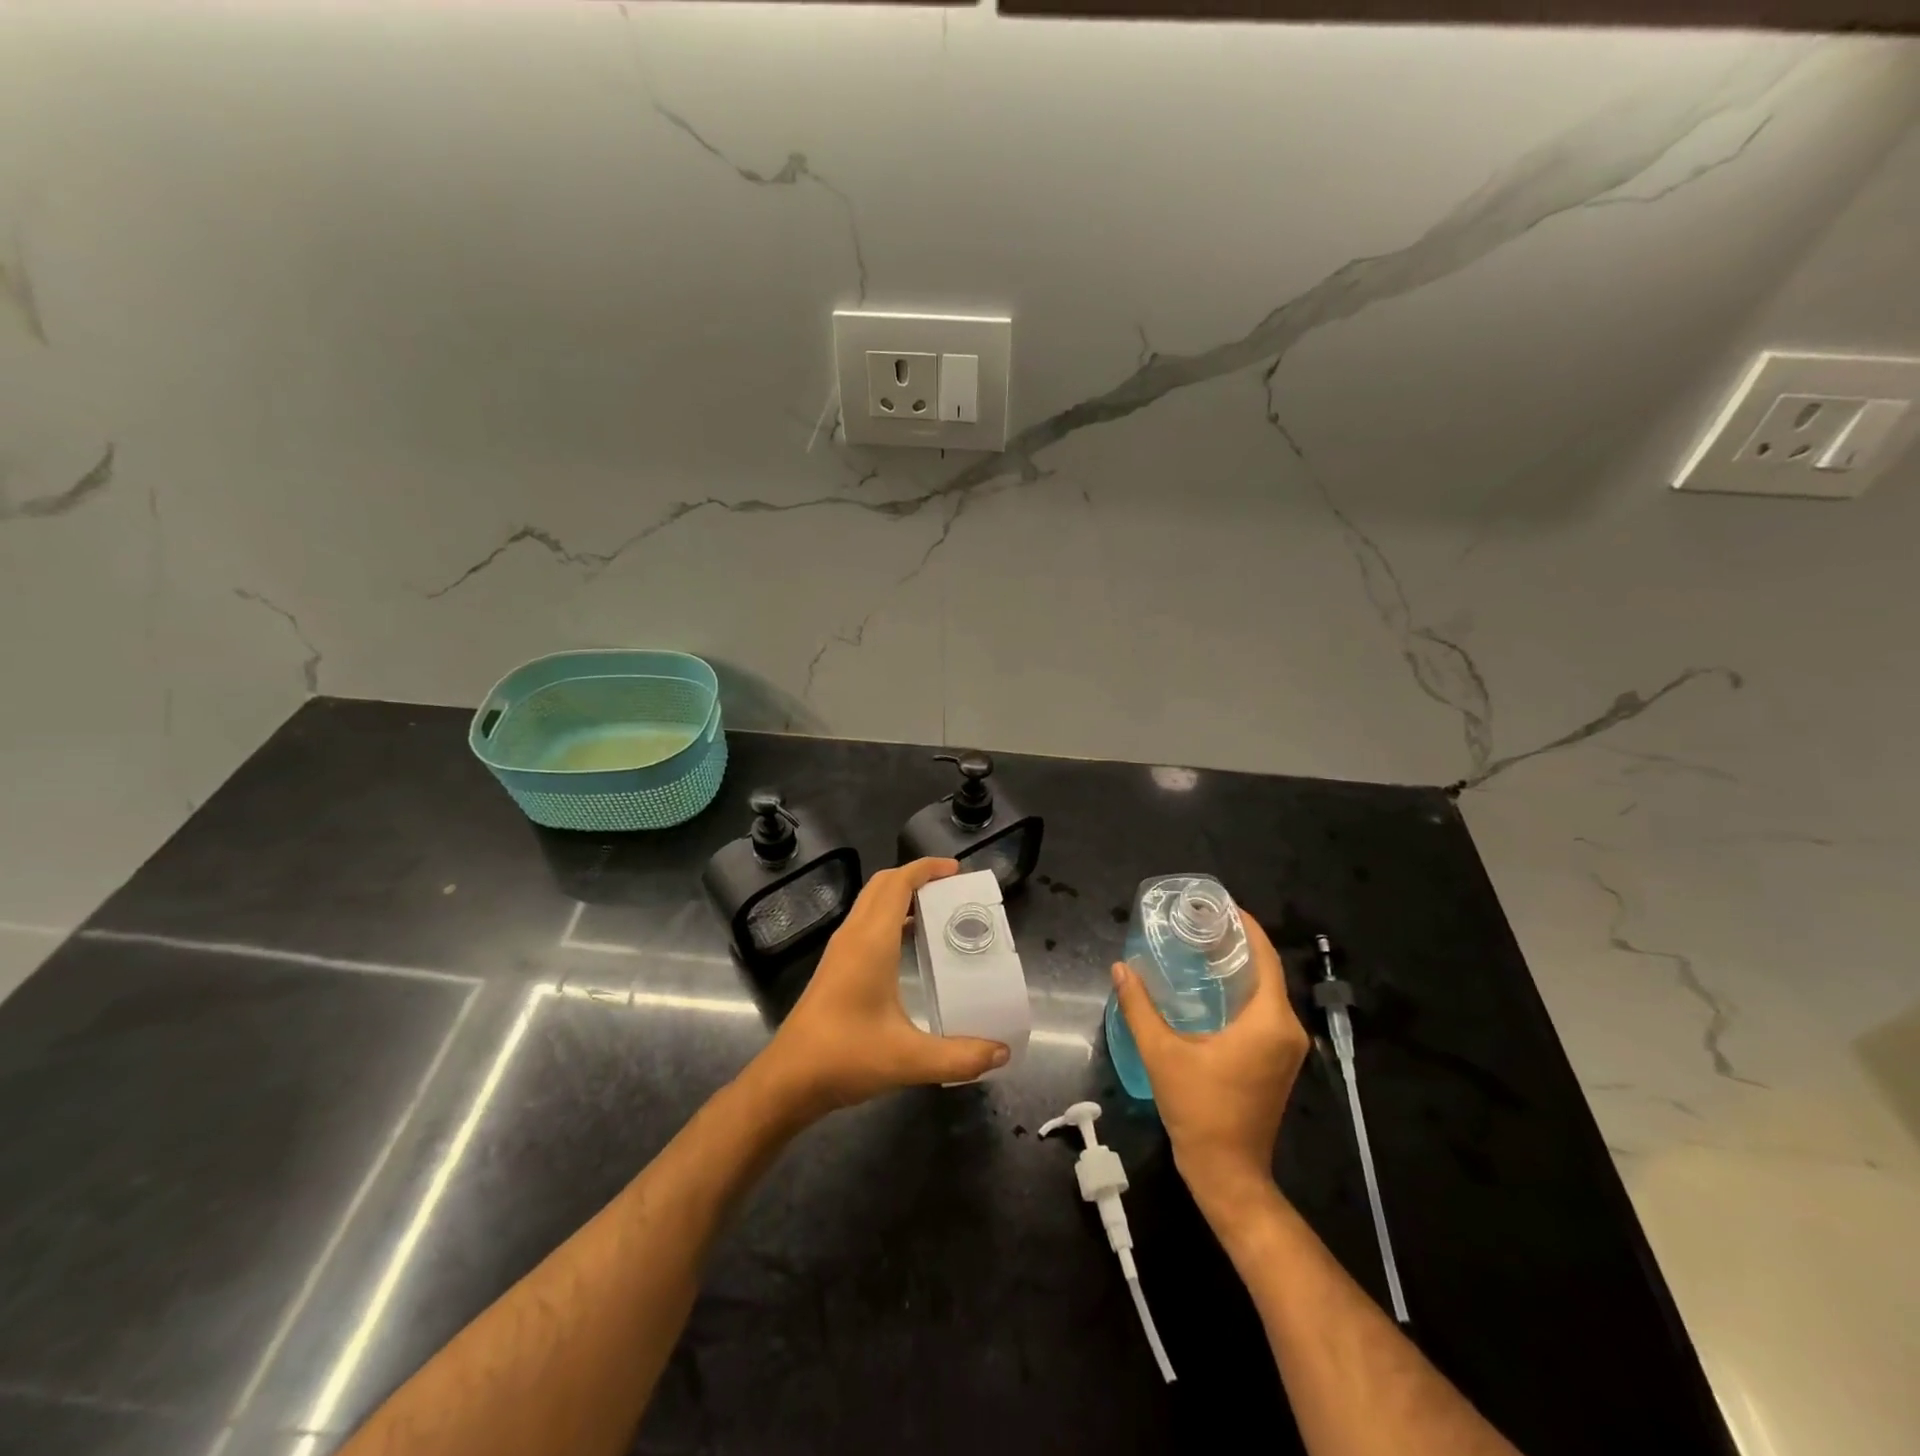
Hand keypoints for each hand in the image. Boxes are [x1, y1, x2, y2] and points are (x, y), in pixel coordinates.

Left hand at [750, 858, 1009, 1120]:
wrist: (787, 1080)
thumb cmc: (844, 1058)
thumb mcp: (909, 1059)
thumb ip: (959, 1057)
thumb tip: (1002, 1054)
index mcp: (871, 942)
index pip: (898, 884)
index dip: (926, 868)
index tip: (957, 870)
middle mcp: (853, 936)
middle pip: (883, 885)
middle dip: (916, 876)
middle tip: (952, 889)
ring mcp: (840, 951)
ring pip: (871, 903)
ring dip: (901, 895)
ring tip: (938, 911)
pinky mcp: (835, 967)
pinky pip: (866, 923)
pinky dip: (890, 917)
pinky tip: (910, 945)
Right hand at [1111, 910, 1307, 1211]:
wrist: (1227, 1171)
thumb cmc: (1199, 1109)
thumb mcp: (1162, 1053)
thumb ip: (1139, 1006)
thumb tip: (1120, 968)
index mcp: (1268, 1021)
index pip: (1265, 958)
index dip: (1247, 926)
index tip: (1220, 904)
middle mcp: (1287, 1030)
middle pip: (1267, 972)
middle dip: (1237, 944)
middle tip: (1200, 923)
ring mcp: (1286, 1048)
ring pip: (1266, 993)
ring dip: (1239, 969)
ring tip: (1201, 948)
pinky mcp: (1278, 1062)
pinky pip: (1264, 1013)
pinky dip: (1242, 993)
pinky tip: (1211, 988)